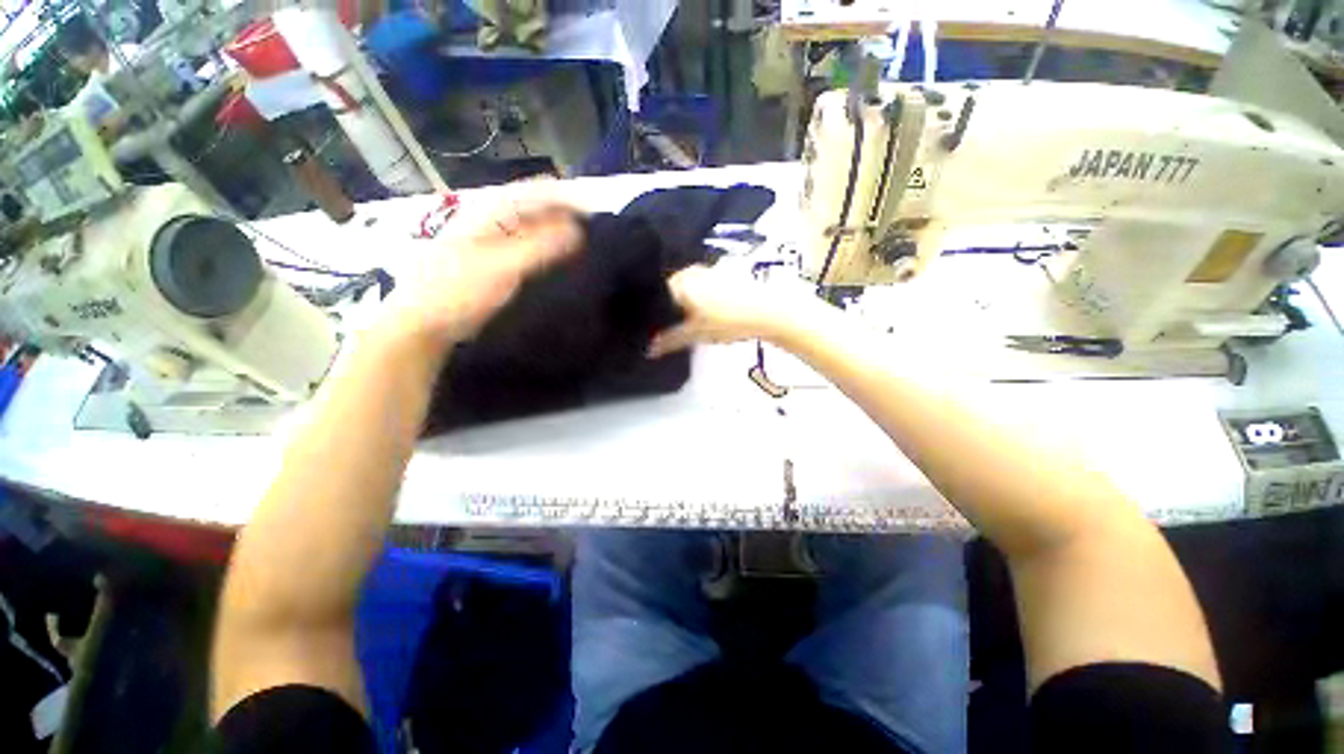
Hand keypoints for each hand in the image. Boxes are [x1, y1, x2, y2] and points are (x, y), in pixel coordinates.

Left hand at [377, 194, 581, 350]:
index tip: (601, 216)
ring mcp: (494, 237)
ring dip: (561, 234)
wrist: (424, 322)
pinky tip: (563, 263)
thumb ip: (541, 247)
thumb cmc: (459, 291)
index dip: (571, 199)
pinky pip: (530, 245)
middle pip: (540, 207)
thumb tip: (579, 230)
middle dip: (569, 216)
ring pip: (536, 226)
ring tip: (588, 248)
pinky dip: (549, 249)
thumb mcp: (503, 267)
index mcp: (492, 209)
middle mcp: (494, 216)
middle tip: (598, 235)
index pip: (540, 192)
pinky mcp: (497, 258)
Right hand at [647, 265, 805, 357]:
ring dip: (685, 304)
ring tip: (690, 322)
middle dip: (669, 308)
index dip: (653, 311)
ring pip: (687, 288)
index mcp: (680, 282)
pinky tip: (708, 313)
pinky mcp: (724, 274)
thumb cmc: (728, 321)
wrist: (769, 311)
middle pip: (671, 290)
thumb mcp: (695, 334)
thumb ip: (669, 340)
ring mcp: (709, 270)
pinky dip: (699, 298)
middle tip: (671, 327)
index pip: (655, 294)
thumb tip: (649, 350)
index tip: (653, 326)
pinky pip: (702, 286)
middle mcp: (691, 271)